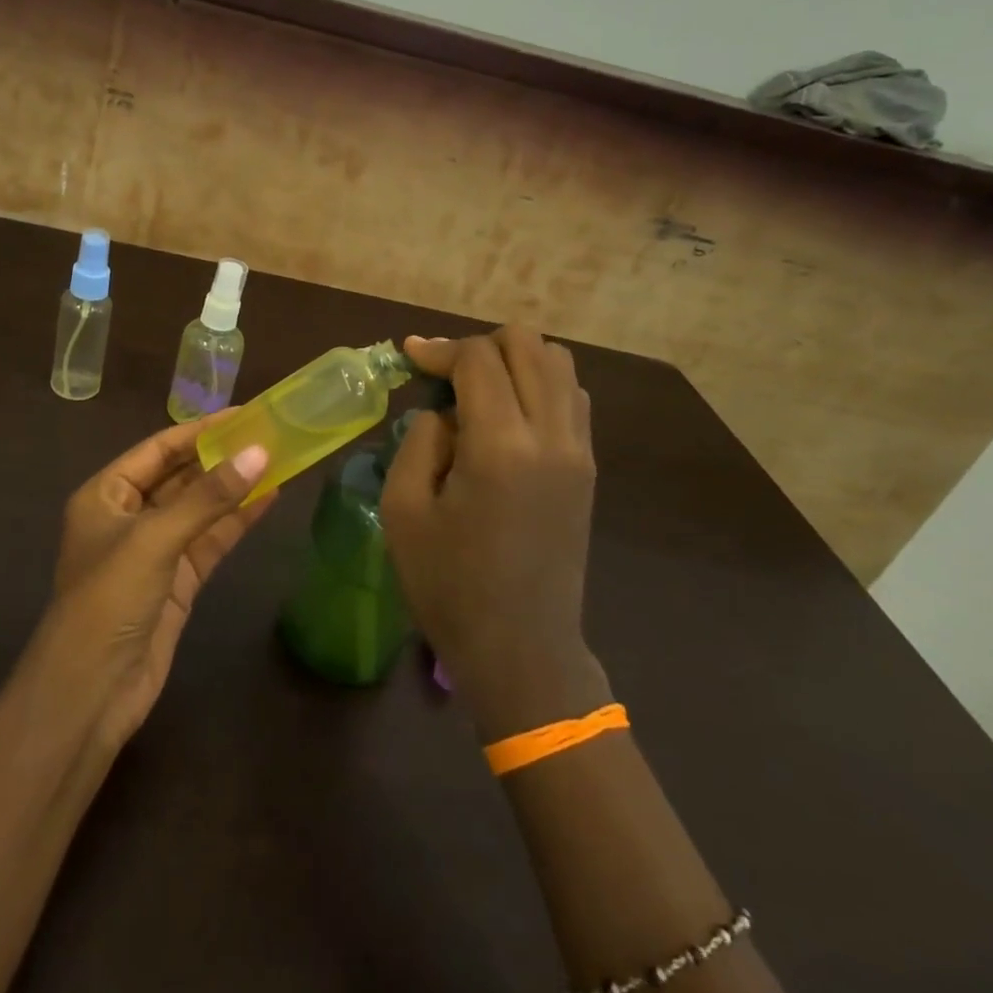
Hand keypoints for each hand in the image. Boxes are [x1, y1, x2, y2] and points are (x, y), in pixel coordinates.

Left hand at [40, 420, 273, 749]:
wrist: (91, 691)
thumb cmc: (109, 599)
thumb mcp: (155, 538)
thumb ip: (208, 496)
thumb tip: (259, 453)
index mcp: (105, 495)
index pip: (158, 450)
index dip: (199, 430)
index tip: (243, 414)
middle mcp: (128, 517)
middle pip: (180, 477)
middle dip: (220, 458)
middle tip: (268, 434)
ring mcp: (154, 551)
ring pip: (200, 510)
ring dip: (234, 489)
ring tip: (277, 461)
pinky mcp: (177, 582)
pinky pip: (210, 542)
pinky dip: (236, 522)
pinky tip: (268, 500)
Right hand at [381, 327, 605, 734]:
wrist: (521, 648)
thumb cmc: (449, 585)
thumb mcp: (404, 510)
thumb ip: (419, 440)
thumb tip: (443, 410)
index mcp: (501, 446)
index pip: (478, 359)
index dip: (439, 349)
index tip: (409, 357)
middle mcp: (551, 436)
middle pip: (528, 344)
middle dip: (480, 345)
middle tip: (443, 374)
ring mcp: (579, 451)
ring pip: (559, 363)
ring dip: (514, 360)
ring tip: (476, 390)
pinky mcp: (588, 469)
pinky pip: (572, 397)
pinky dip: (540, 385)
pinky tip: (507, 414)